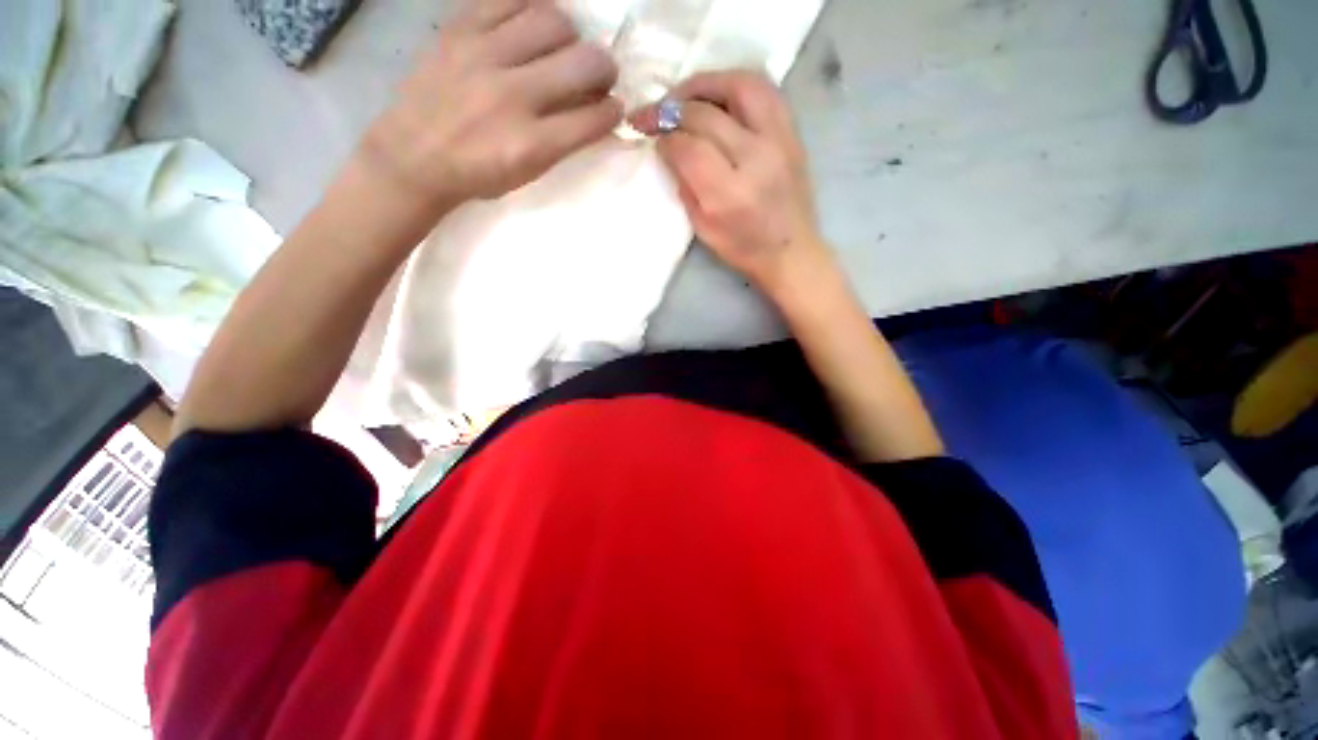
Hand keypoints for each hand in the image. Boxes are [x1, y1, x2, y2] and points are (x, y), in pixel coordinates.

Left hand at [362, 0, 622, 209]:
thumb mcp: (528, 174)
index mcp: (533, 144)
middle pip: (584, 63)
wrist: (413, 156)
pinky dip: (531, 9)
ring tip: (564, 46)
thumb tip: (592, 112)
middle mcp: (514, 96)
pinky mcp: (459, 30)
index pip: (594, 118)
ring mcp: (484, 56)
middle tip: (599, 73)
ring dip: (571, 35)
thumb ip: (563, 143)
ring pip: (553, 21)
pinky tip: (532, 24)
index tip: (614, 107)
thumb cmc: (478, 175)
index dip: (613, 111)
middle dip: (605, 68)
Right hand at [631, 70, 832, 301]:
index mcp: (730, 194)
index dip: (664, 137)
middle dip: (671, 109)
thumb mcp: (704, 228)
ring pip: (738, 86)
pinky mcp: (792, 132)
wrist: (792, 250)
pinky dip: (734, 83)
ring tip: (683, 95)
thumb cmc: (744, 248)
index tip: (652, 137)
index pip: (688, 148)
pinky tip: (717, 94)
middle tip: (653, 113)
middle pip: (706, 114)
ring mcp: (779, 140)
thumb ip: (685, 186)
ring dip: (703, 84)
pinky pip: (763, 89)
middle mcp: (756, 158)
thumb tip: (669, 149)